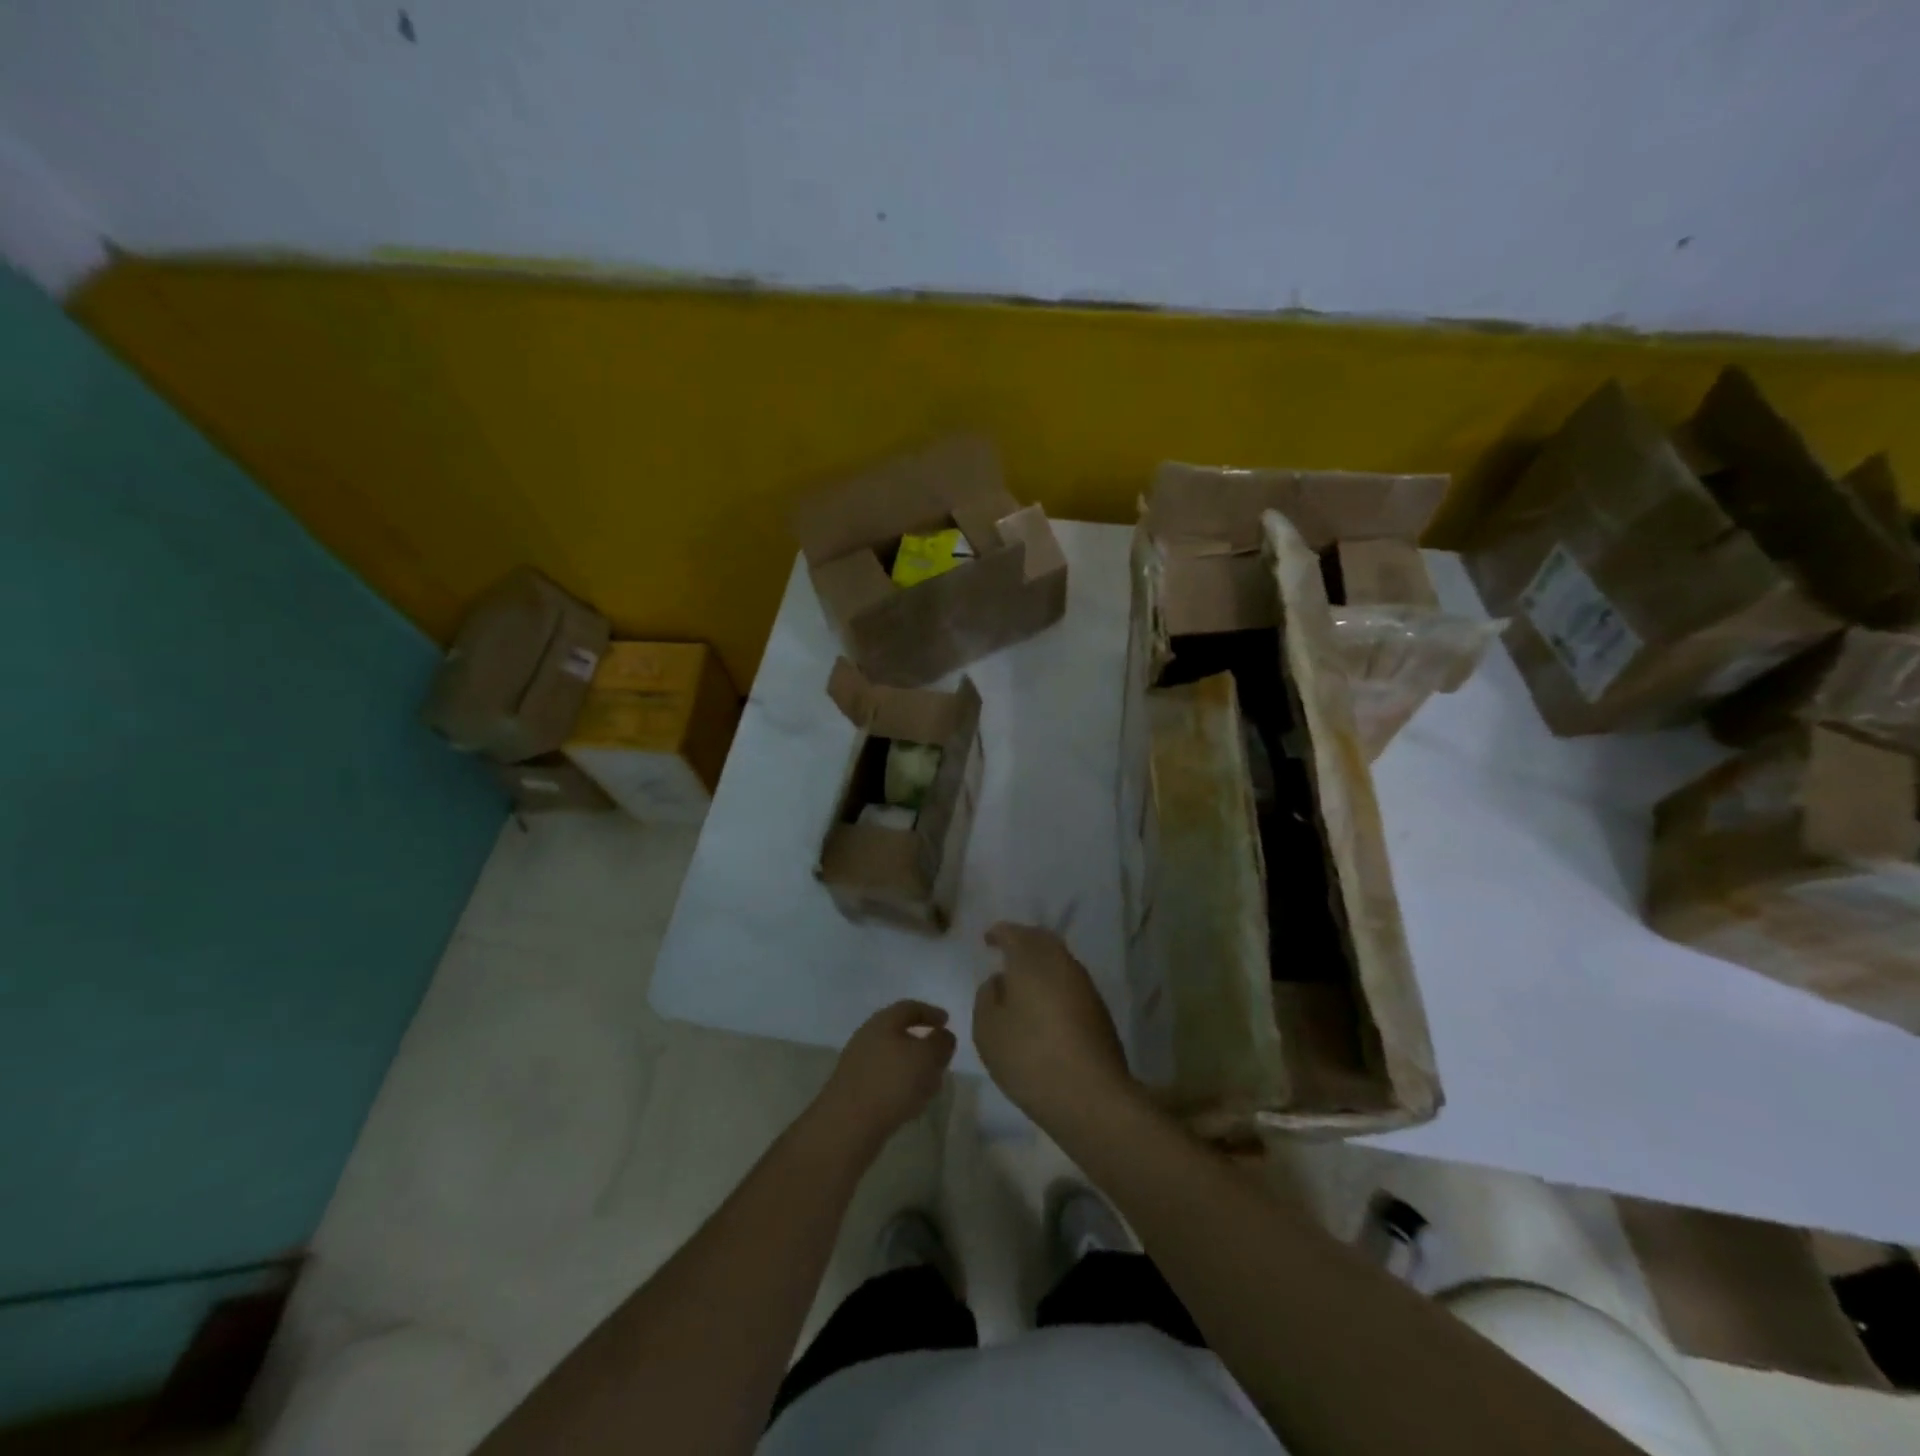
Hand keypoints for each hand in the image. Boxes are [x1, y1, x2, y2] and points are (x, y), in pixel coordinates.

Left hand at [813, 1000, 956, 1150]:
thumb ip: (941, 1043)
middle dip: (922, 1043)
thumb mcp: (926, 1058)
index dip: (930, 1013)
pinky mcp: (854, 1091)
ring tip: (931, 1084)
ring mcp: (857, 1065)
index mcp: (883, 1022)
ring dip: (913, 1068)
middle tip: (940, 1055)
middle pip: (899, 1033)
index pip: (909, 1008)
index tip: (947, 1021)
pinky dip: (901, 1085)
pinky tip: (911, 1103)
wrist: (846, 1127)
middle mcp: (867, 1038)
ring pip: (892, 1059)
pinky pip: (884, 1080)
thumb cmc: (891, 1083)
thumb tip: (944, 1036)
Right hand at [974, 923, 1134, 1125]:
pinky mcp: (1098, 1009)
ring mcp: (1084, 985)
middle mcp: (1061, 963)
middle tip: (1006, 951)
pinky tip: (1043, 1002)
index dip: (999, 933)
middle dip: (1023, 940)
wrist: (1092, 1095)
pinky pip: (1069, 981)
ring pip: (1059, 959)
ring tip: (1022, 978)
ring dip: (1040, 962)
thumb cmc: (1030, 1057)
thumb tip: (1000, 981)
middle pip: (1041, 939)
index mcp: (1031, 960)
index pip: (1014, 933)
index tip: (987, 939)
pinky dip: (1053, 981)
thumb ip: (987, 997)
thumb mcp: (988, 1029)